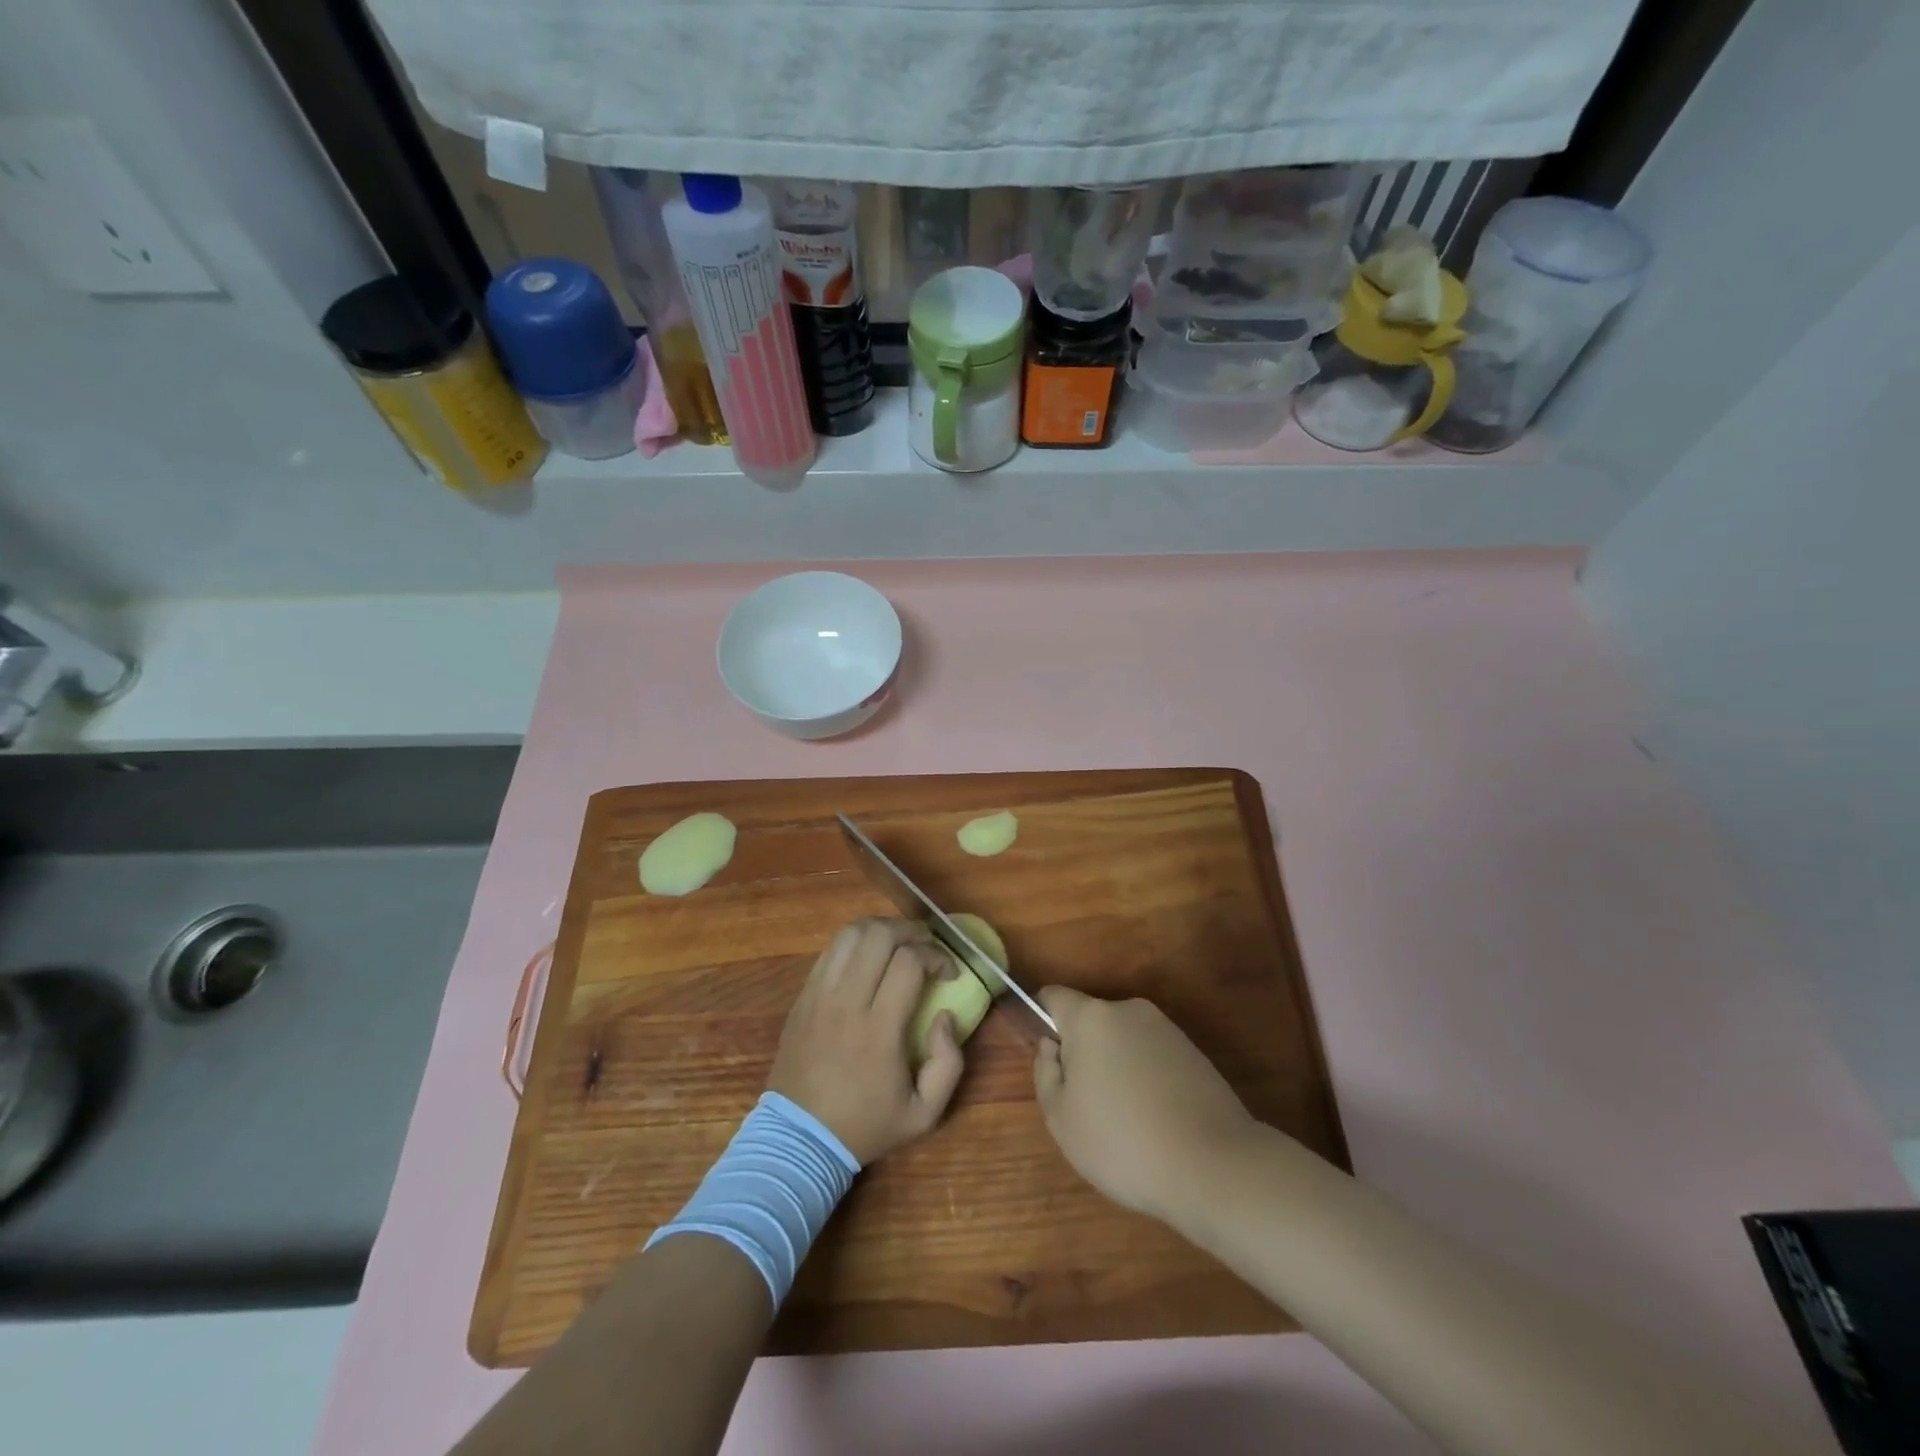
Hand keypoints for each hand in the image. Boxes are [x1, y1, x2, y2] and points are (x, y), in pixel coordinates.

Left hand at [768, 918, 964, 1165]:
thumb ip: (949, 1063)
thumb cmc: (865, 1125)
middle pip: (878, 935)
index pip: (909, 962)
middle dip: (911, 931)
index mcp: (878, 1029)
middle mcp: (846, 1002)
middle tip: (927, 947)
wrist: (799, 1139)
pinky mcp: (802, 996)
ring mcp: (819, 995)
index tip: (950, 973)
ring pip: (850, 934)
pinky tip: (869, 959)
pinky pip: (830, 951)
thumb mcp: (924, 1115)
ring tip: (899, 945)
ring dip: (881, 930)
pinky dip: (855, 944)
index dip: (937, 956)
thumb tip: (945, 1016)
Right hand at [1033, 987, 1257, 1223]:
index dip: (1043, 1020)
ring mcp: (1166, 1028)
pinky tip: (1155, 1121)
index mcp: (1090, 1017)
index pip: (1054, 997)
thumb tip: (1052, 1046)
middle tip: (1086, 1104)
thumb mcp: (1060, 1118)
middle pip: (1091, 1021)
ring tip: (1126, 1121)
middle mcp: (1128, 1009)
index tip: (1049, 1060)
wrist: (1214, 1166)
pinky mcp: (1194, 1052)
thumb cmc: (1122, 1142)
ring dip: (1116, 1067)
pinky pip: (1153, 1056)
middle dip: (1083, 1052)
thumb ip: (1045, 1072)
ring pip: (1123, 1040)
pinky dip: (1146, 1078)